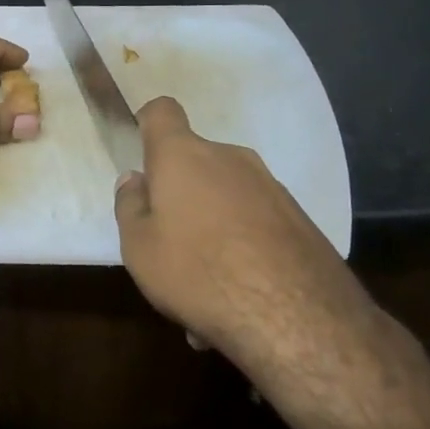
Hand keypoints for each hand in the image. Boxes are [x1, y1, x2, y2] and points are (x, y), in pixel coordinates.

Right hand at [114, 97, 372, 380]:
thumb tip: (135, 180)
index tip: (142, 154)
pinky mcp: (299, 217)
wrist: (297, 317)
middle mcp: (229, 158)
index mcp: (183, 156)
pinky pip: (255, 220)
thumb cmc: (199, 272)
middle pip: (195, 161)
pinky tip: (239, 291)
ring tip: (206, 282)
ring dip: (212, 224)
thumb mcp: (140, 248)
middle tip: (169, 242)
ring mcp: (270, 185)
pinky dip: (242, 244)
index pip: (162, 111)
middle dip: (181, 193)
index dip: (147, 124)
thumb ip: (130, 207)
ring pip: (226, 195)